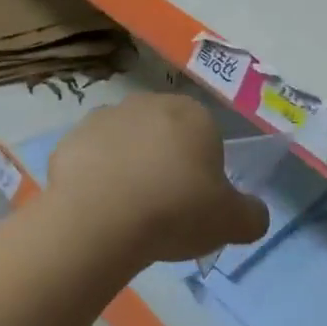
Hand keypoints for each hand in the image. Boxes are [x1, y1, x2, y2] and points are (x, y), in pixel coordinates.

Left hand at [47, 93, 269, 265]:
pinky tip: (96, 209)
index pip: (206, 136)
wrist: (99, 220)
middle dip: (164, 162)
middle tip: (162, 207)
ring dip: (127, 166)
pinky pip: (90, 159)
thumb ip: (252, 215)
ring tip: (126, 211)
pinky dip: (93, 177)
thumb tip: (255, 215)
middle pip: (164, 134)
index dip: (203, 170)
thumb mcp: (230, 222)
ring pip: (125, 142)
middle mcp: (151, 103)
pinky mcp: (71, 139)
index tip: (195, 202)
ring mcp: (106, 117)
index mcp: (194, 114)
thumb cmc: (175, 211)